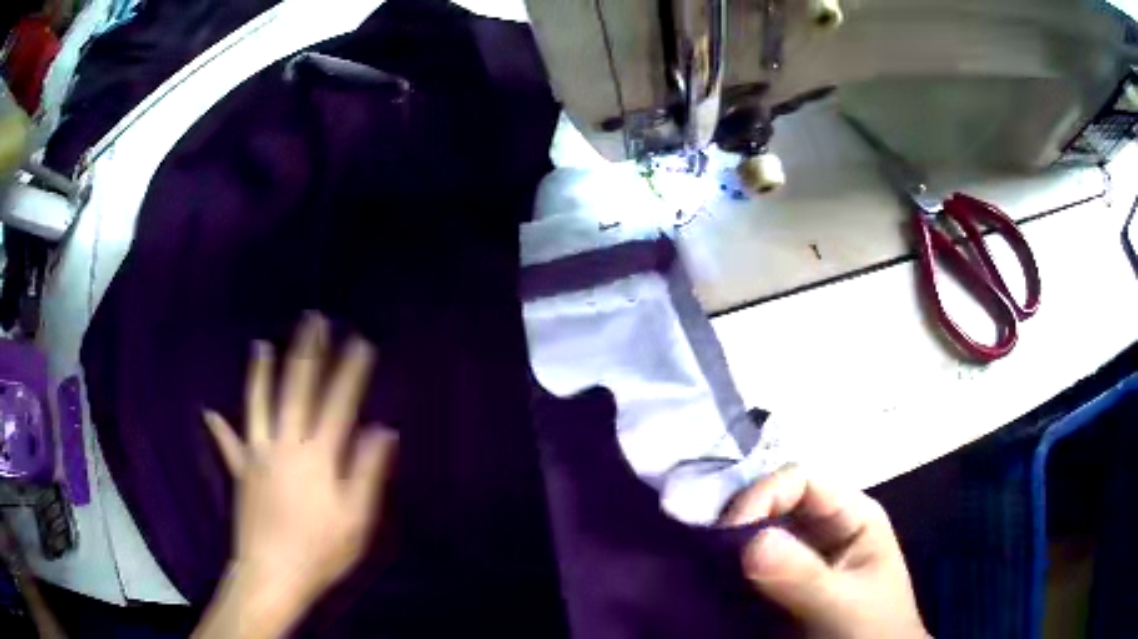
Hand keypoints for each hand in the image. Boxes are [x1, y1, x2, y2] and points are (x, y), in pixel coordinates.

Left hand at [198, 314, 396, 636]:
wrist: (273, 573)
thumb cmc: (321, 550)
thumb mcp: (356, 519)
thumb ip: (368, 472)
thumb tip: (382, 430)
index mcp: (318, 457)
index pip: (338, 404)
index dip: (350, 372)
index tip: (359, 341)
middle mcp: (286, 445)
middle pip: (296, 390)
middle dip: (307, 353)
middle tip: (312, 320)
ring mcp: (259, 455)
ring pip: (258, 404)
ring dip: (261, 373)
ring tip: (262, 345)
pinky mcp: (241, 471)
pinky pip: (229, 444)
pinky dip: (220, 428)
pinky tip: (211, 413)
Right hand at [721, 465, 927, 638]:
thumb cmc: (871, 631)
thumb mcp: (844, 605)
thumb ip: (804, 576)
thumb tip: (750, 542)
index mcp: (850, 515)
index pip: (799, 481)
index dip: (760, 497)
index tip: (725, 535)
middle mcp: (823, 528)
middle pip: (772, 504)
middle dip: (737, 524)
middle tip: (705, 556)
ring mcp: (800, 557)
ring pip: (755, 536)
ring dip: (728, 550)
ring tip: (702, 570)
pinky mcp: (780, 585)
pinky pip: (748, 567)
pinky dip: (726, 572)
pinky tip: (711, 584)